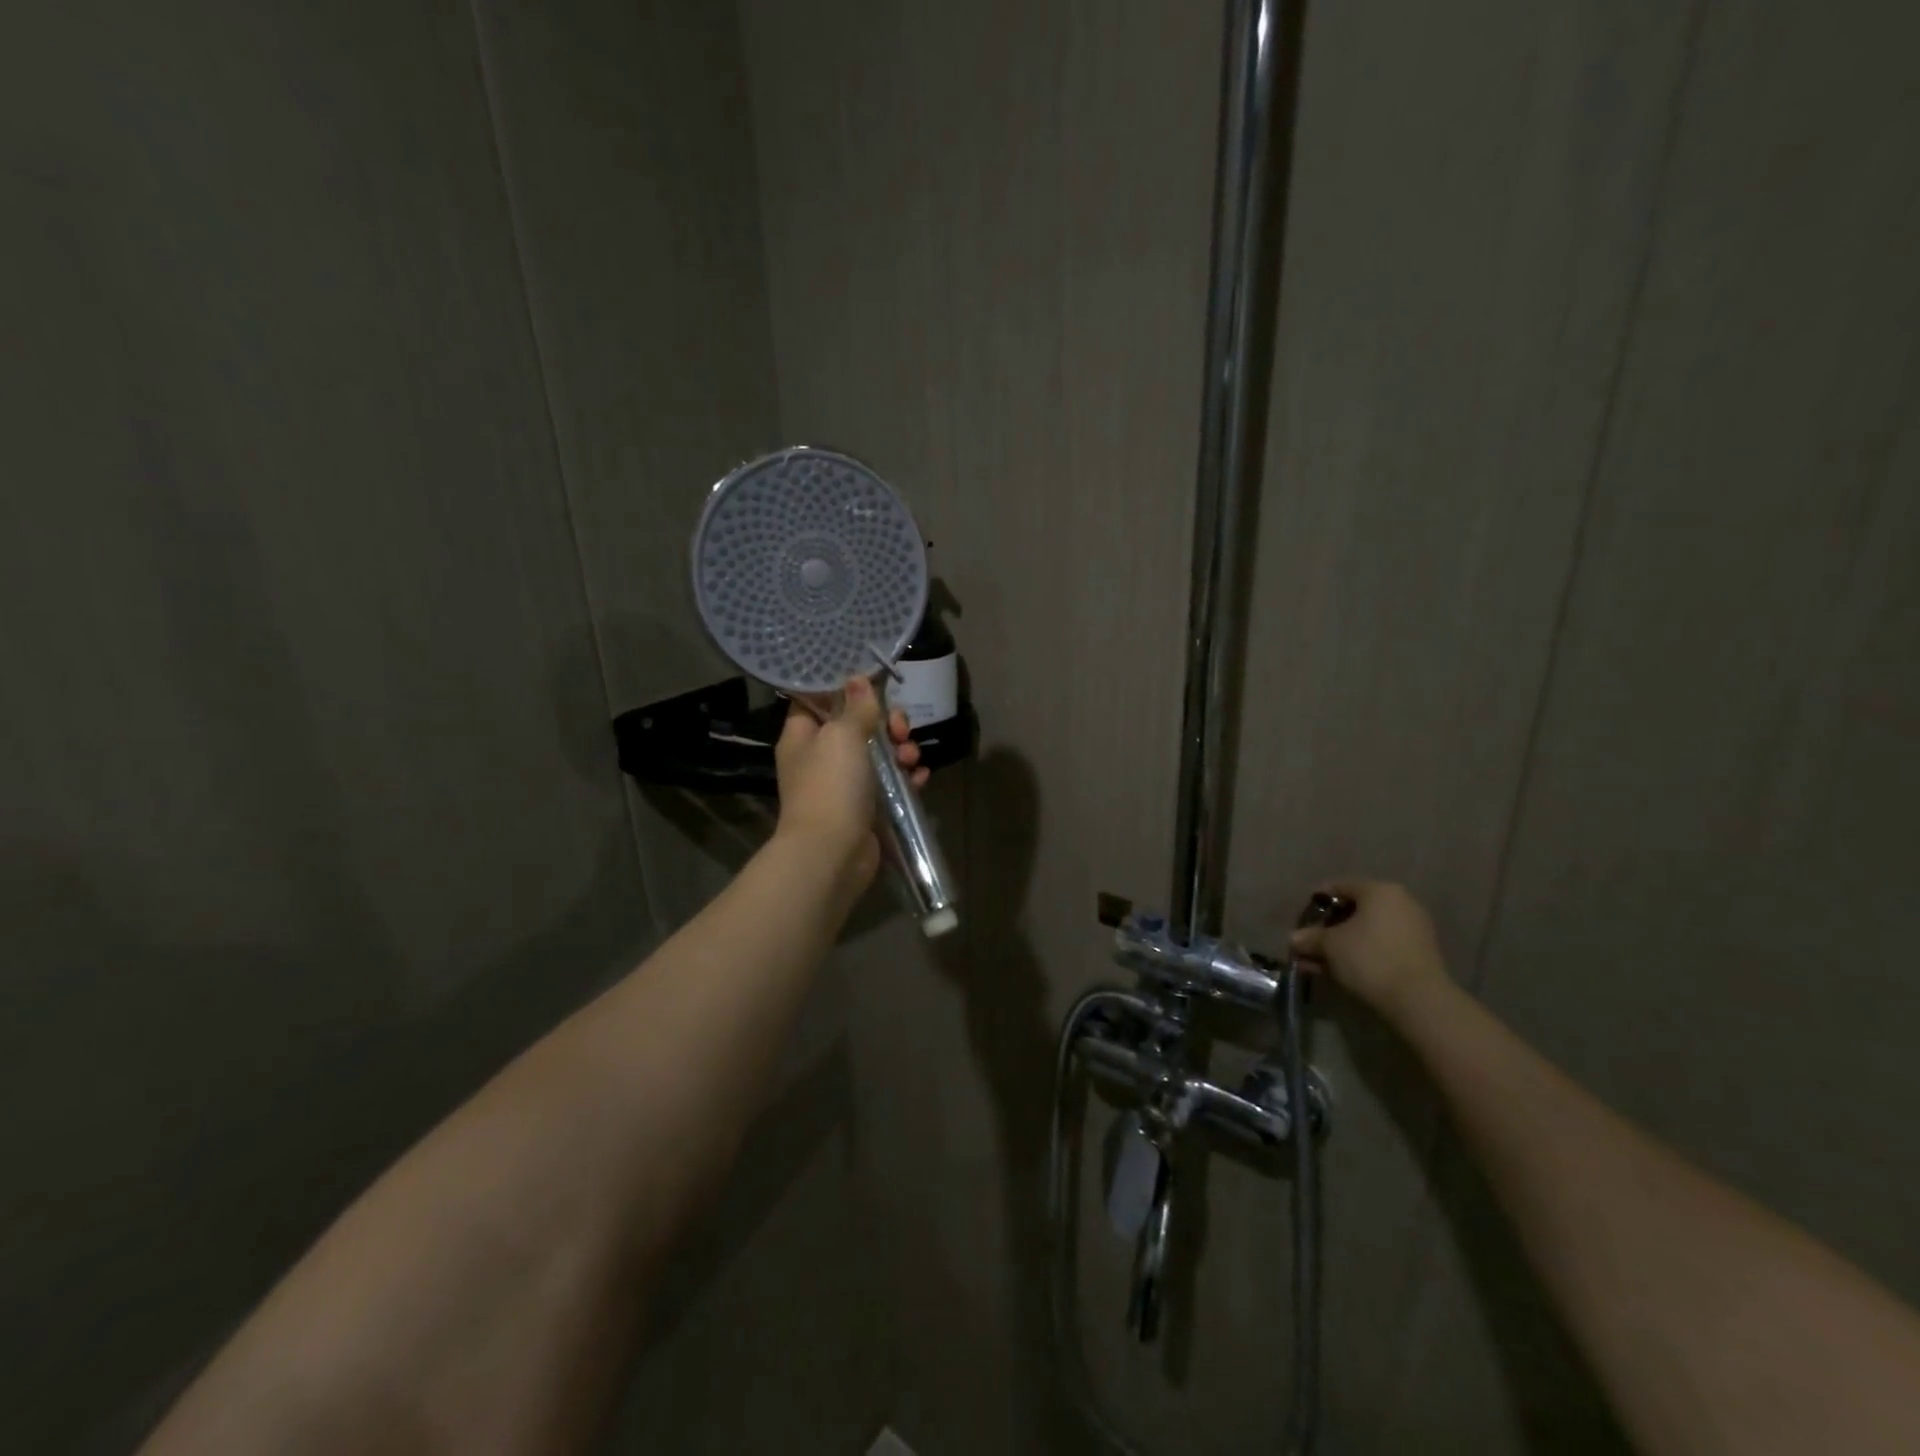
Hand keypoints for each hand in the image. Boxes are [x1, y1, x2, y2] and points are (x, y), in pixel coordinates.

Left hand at [773, 676, 925, 890]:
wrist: (832, 853)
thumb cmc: (830, 785)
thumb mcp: (842, 735)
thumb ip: (856, 707)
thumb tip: (858, 679)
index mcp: (803, 737)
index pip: (817, 701)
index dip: (843, 690)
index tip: (871, 683)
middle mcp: (821, 759)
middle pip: (857, 726)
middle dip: (885, 723)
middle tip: (899, 728)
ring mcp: (844, 785)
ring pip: (878, 755)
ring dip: (900, 750)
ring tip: (910, 757)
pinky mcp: (866, 808)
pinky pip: (891, 785)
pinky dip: (906, 778)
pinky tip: (920, 777)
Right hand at [1288, 880, 1451, 1022]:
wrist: (1418, 1000)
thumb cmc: (1368, 958)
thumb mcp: (1329, 945)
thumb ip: (1310, 938)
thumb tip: (1295, 939)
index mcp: (1379, 891)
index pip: (1340, 887)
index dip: (1316, 901)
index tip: (1302, 919)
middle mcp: (1400, 903)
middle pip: (1355, 911)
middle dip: (1328, 929)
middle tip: (1309, 944)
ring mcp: (1413, 930)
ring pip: (1366, 932)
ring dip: (1341, 946)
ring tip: (1319, 964)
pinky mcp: (1419, 954)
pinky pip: (1381, 947)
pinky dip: (1360, 955)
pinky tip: (1340, 972)